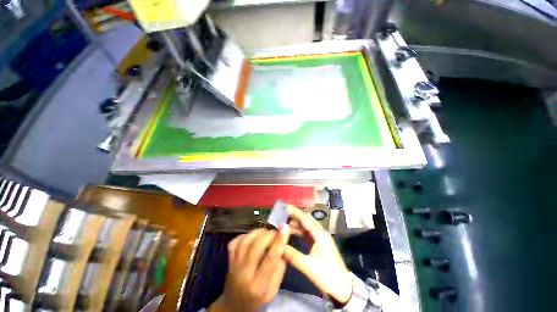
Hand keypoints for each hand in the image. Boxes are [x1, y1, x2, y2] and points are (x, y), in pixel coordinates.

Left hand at [210, 227, 290, 311]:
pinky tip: (252, 236)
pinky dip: (244, 235)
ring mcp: (234, 266)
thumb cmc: (257, 299)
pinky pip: (234, 243)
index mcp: (258, 285)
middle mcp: (244, 274)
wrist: (234, 307)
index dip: (279, 241)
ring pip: (245, 242)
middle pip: (256, 247)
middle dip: (269, 234)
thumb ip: (279, 268)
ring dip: (257, 232)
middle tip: (276, 232)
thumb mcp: (273, 291)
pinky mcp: (228, 261)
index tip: (285, 228)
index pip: (270, 258)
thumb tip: (283, 246)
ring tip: (265, 232)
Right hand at [283, 205, 352, 304]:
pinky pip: (307, 233)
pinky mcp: (319, 243)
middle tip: (282, 213)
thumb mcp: (309, 267)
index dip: (295, 212)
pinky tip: (291, 232)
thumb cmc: (327, 276)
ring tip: (283, 223)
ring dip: (296, 224)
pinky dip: (299, 231)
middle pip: (306, 220)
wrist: (343, 288)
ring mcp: (320, 238)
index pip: (305, 219)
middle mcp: (320, 233)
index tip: (285, 206)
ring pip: (306, 226)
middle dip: (295, 215)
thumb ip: (293, 255)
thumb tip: (279, 246)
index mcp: (320, 235)